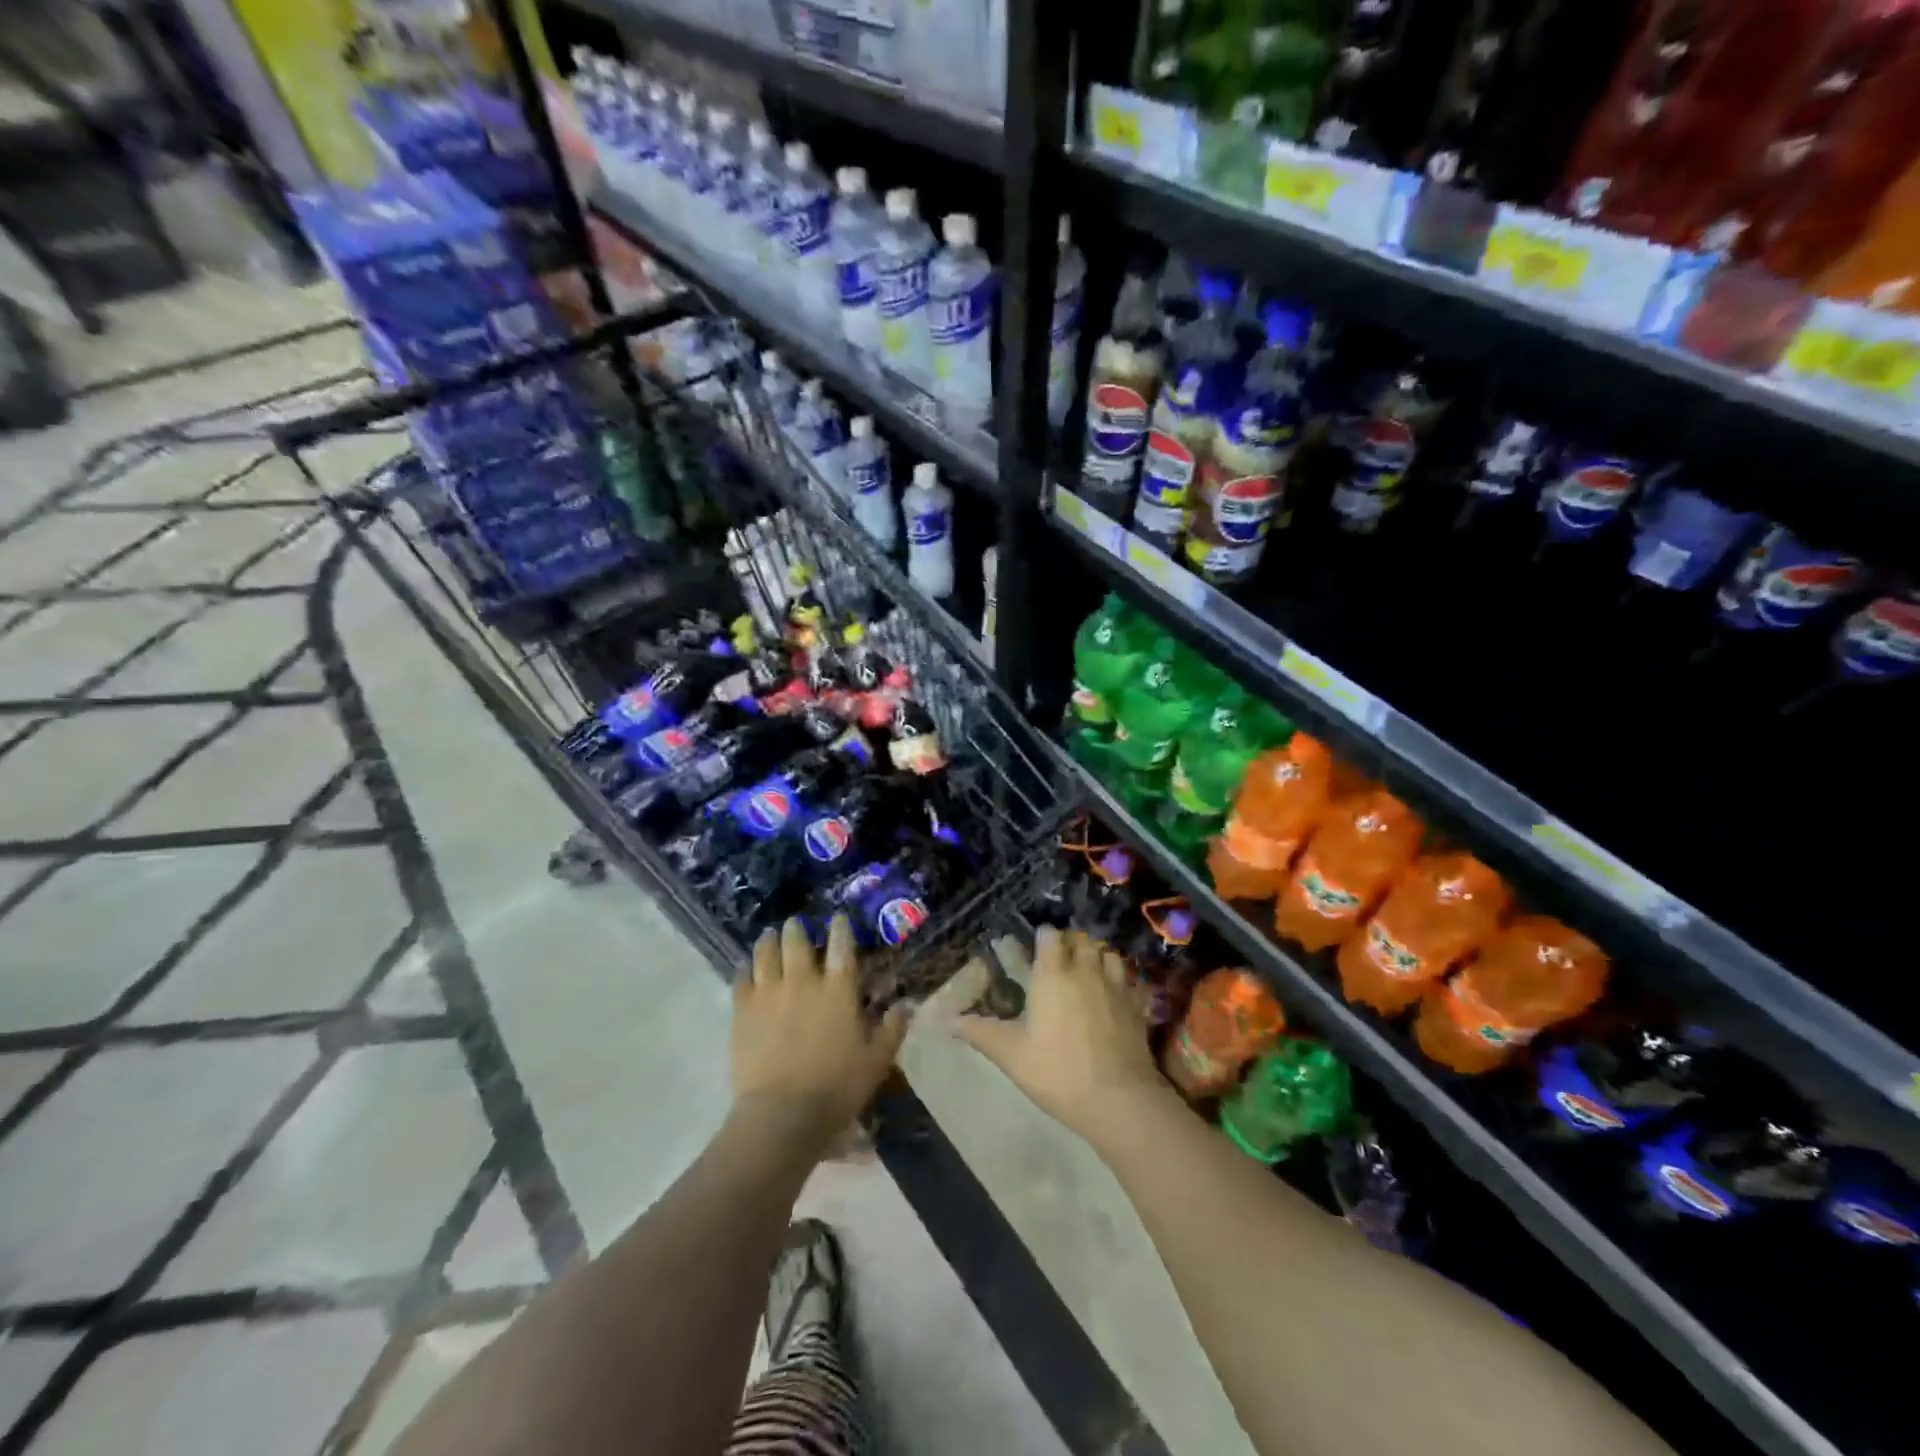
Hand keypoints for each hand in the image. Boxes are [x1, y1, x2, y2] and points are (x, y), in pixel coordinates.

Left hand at [730, 916, 910, 1150]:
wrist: (783, 1114)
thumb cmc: (837, 1087)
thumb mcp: (876, 1060)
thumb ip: (892, 1028)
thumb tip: (908, 1004)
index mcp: (838, 989)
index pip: (841, 945)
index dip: (840, 927)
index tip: (838, 917)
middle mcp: (803, 981)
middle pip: (797, 941)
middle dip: (797, 928)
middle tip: (796, 924)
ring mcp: (769, 993)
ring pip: (766, 953)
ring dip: (769, 940)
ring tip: (770, 936)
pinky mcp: (743, 1011)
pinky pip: (741, 979)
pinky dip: (745, 969)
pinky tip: (746, 968)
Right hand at [953, 926, 1164, 1142]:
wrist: (1118, 1099)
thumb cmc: (1057, 1072)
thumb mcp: (1011, 1054)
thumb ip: (980, 1033)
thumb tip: (948, 1020)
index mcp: (1053, 975)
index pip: (1049, 936)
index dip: (1043, 937)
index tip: (1035, 948)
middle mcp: (1085, 970)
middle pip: (1081, 939)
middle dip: (1070, 942)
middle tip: (1059, 959)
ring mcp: (1115, 986)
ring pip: (1107, 953)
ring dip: (1096, 955)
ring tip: (1087, 970)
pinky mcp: (1136, 1005)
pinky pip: (1128, 978)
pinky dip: (1119, 977)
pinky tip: (1112, 993)